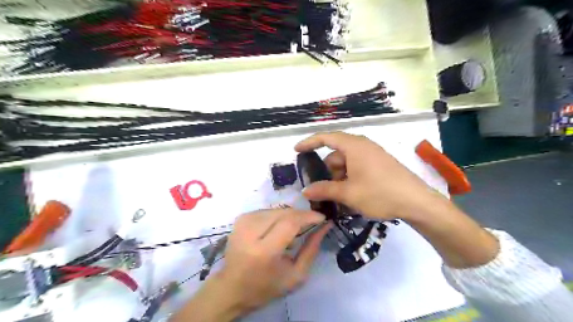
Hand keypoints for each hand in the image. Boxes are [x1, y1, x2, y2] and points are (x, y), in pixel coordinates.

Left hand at [170, 208, 331, 320]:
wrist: (231, 287)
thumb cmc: (265, 286)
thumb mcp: (295, 275)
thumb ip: (312, 249)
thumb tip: (325, 225)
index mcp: (264, 251)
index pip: (290, 222)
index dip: (308, 216)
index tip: (322, 217)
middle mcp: (251, 232)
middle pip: (284, 212)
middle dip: (301, 214)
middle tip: (312, 222)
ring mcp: (243, 222)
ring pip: (277, 209)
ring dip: (290, 215)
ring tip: (295, 229)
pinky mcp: (241, 218)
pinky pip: (268, 210)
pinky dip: (278, 216)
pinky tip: (279, 228)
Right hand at [296, 131, 441, 220]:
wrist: (417, 202)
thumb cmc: (380, 193)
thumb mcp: (348, 193)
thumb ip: (324, 190)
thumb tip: (305, 191)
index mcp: (354, 146)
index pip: (326, 137)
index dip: (309, 142)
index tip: (296, 150)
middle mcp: (363, 146)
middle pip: (336, 155)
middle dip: (327, 172)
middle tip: (323, 191)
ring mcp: (373, 155)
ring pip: (347, 164)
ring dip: (339, 179)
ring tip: (339, 199)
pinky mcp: (380, 165)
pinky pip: (357, 168)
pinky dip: (350, 179)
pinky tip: (352, 196)